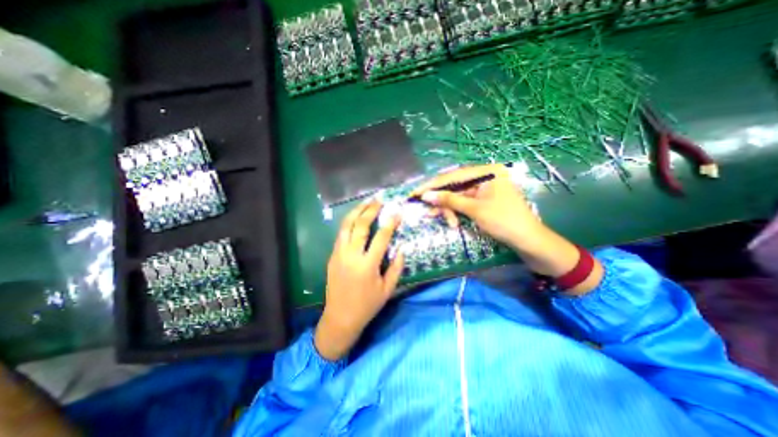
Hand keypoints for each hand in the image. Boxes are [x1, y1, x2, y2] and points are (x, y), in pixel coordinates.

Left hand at [312, 199, 404, 359]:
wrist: (340, 317)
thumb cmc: (367, 305)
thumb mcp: (387, 289)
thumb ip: (396, 268)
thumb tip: (401, 249)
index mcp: (368, 265)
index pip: (381, 237)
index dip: (390, 223)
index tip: (397, 212)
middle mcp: (352, 255)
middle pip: (360, 226)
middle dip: (370, 210)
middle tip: (378, 200)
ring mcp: (339, 254)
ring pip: (346, 226)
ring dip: (356, 212)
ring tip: (365, 202)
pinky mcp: (332, 256)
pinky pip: (341, 234)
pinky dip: (348, 222)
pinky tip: (355, 217)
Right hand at [409, 162, 602, 290]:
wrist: (529, 242)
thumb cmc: (505, 222)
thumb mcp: (475, 210)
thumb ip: (449, 200)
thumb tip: (425, 196)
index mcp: (487, 172)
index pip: (452, 176)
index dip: (432, 185)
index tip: (415, 193)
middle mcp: (485, 176)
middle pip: (454, 186)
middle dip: (441, 200)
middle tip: (426, 211)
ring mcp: (484, 189)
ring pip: (458, 196)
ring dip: (449, 209)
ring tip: (446, 222)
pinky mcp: (483, 200)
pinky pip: (464, 203)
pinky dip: (457, 212)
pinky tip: (453, 222)